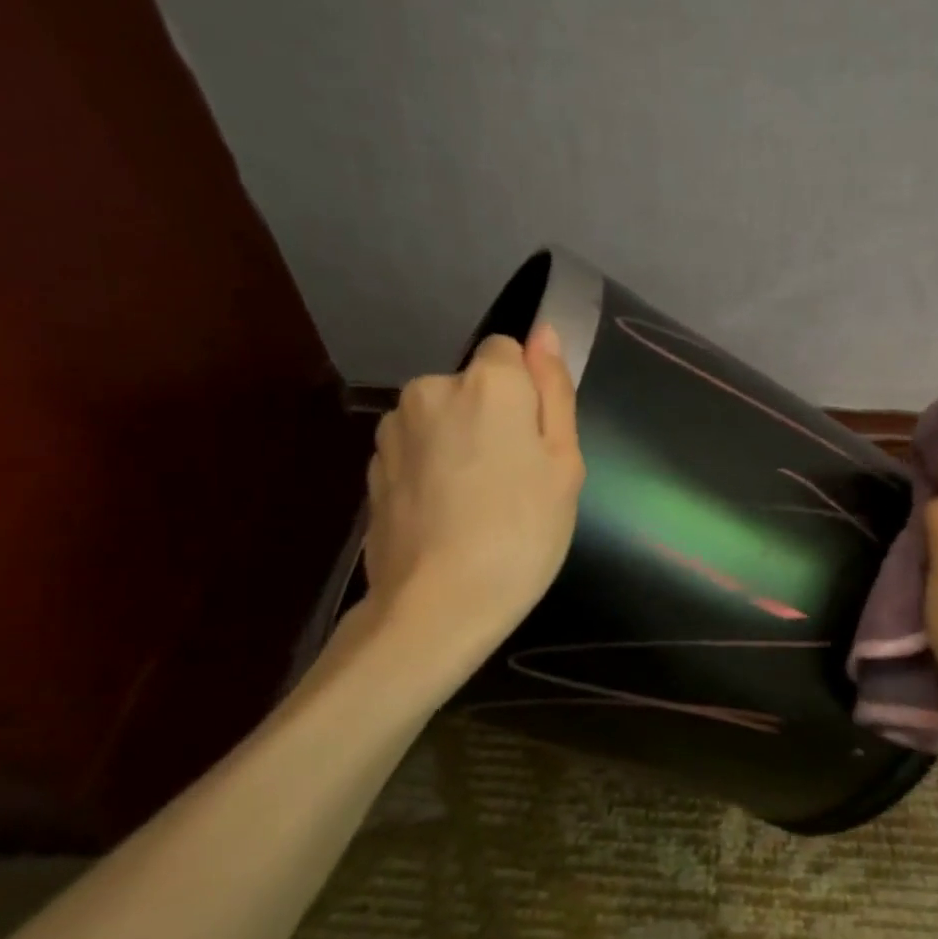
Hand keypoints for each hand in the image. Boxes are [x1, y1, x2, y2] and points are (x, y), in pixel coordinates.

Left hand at [359, 323, 584, 652]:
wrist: (437, 605)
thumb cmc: (522, 533)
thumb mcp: (564, 463)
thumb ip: (554, 390)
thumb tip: (545, 333)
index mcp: (487, 382)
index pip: (508, 352)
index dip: (527, 393)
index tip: (535, 443)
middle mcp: (431, 389)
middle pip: (472, 386)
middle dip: (492, 417)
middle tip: (514, 481)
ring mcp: (394, 429)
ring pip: (440, 418)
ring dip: (457, 443)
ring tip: (475, 504)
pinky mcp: (373, 467)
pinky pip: (415, 450)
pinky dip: (430, 470)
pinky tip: (444, 516)